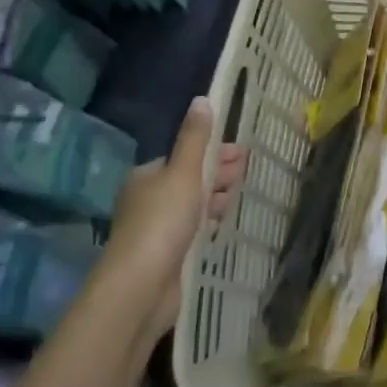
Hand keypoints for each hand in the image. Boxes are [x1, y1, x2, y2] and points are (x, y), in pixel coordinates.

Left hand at [96, 97, 245, 350]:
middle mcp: (147, 200)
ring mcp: (155, 231)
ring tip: (238, 198)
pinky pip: (192, 232)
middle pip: (189, 180)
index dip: (214, 153)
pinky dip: (208, 224)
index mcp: (147, 176)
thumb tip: (202, 99)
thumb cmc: (162, 221)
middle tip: (245, 174)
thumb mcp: (184, 171)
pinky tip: (222, 225)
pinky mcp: (165, 258)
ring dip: (215, 199)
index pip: (184, 156)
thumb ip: (195, 138)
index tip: (241, 154)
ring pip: (191, 206)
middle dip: (217, 174)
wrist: (140, 287)